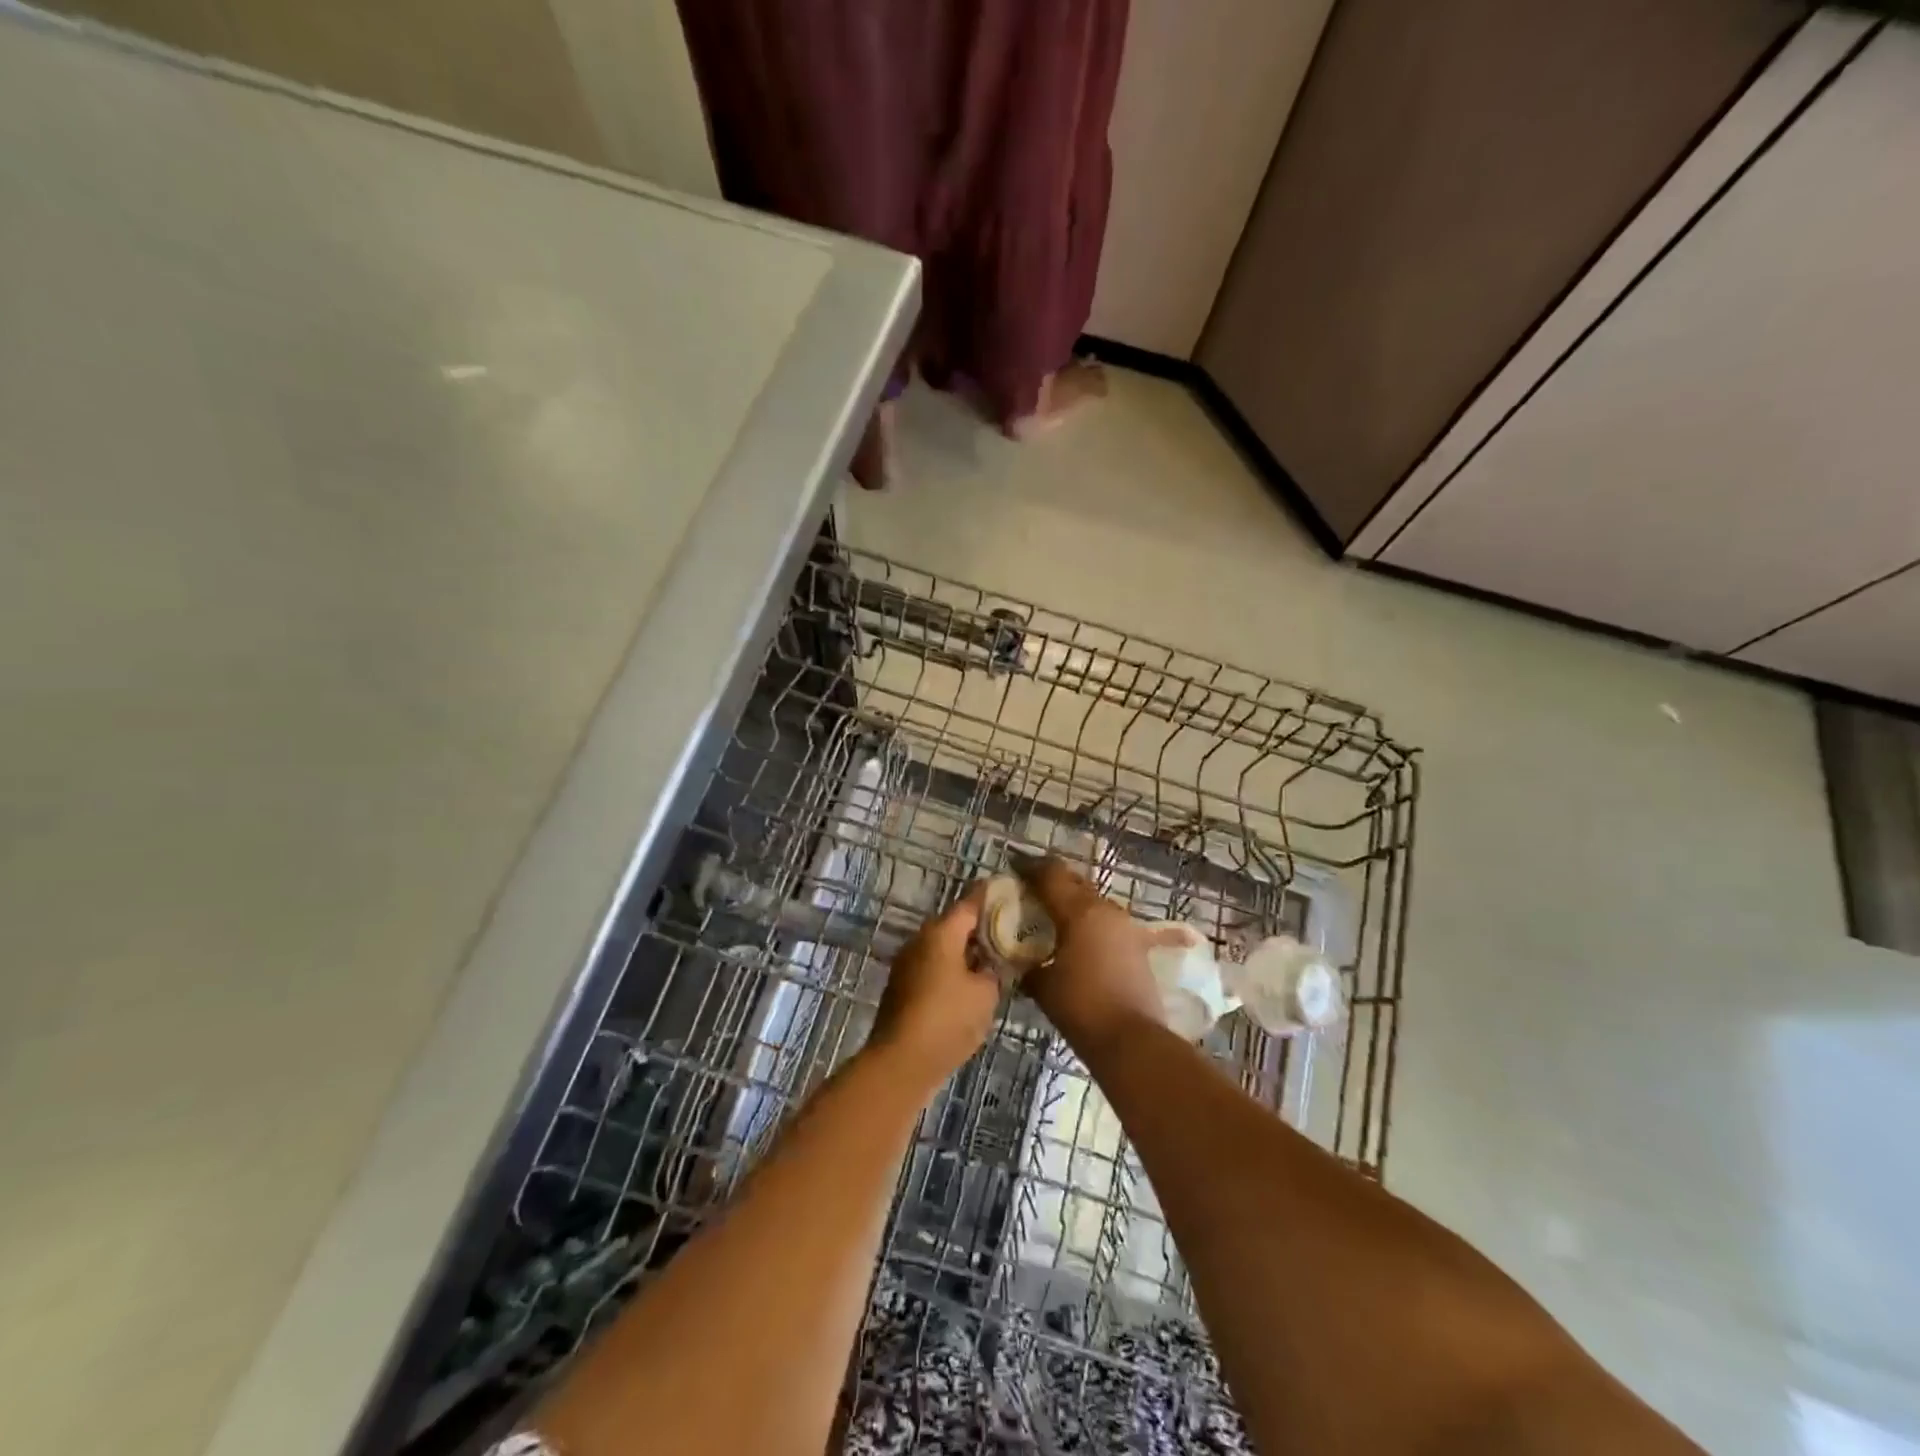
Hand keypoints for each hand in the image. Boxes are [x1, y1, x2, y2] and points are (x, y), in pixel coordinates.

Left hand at [868, 884, 999, 1084]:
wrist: (901, 1062)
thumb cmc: (948, 1020)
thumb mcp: (986, 994)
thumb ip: (993, 971)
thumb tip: (989, 965)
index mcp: (941, 932)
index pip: (971, 902)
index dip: (992, 897)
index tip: (1012, 893)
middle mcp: (921, 939)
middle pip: (955, 924)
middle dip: (981, 927)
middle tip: (1010, 933)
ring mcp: (907, 963)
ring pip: (943, 947)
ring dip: (966, 951)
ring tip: (995, 961)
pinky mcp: (902, 986)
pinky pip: (933, 966)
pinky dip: (952, 969)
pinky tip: (970, 986)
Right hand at [1011, 855, 1165, 1056]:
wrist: (1133, 1040)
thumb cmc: (1081, 1008)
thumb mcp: (1043, 985)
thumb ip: (1029, 964)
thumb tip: (1022, 960)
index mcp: (1079, 911)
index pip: (1051, 874)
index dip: (1030, 868)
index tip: (1014, 867)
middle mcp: (1105, 909)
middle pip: (1074, 882)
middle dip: (1052, 884)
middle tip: (1030, 893)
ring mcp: (1126, 927)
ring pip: (1093, 902)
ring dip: (1072, 903)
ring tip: (1052, 918)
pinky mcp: (1137, 946)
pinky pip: (1106, 923)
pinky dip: (1089, 924)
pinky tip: (1078, 940)